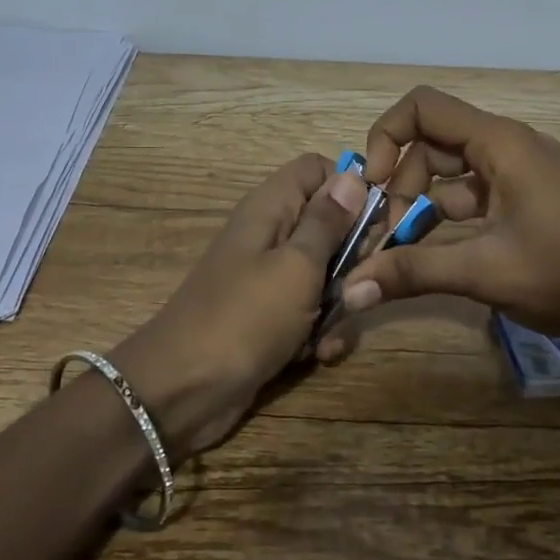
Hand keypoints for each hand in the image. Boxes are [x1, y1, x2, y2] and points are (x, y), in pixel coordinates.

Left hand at [110, 153, 365, 457]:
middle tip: (358, 286)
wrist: (184, 391)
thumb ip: (327, 222)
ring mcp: (270, 277)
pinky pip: (310, 310)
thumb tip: (352, 175)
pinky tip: (317, 355)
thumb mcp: (296, 266)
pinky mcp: (271, 315)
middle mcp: (271, 234)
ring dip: (341, 304)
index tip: (376, 222)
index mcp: (271, 207)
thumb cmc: (245, 318)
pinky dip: (319, 331)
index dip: (350, 188)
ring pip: (327, 273)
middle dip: (354, 258)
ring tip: (330, 333)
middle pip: (330, 224)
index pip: (317, 169)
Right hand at [344, 86, 559, 349]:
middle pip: (432, 142)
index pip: (423, 108)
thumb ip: (412, 271)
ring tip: (403, 247)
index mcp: (501, 143)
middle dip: (402, 182)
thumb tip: (349, 289)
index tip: (373, 187)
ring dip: (421, 202)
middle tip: (388, 234)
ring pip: (450, 170)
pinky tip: (433, 251)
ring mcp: (520, 173)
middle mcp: (508, 146)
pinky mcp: (526, 199)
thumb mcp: (484, 271)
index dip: (386, 137)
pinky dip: (446, 216)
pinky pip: (472, 194)